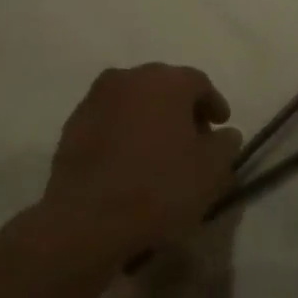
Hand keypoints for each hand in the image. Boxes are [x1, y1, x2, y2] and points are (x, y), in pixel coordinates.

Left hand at [41, 64, 240, 260]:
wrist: (87, 219)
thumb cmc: (159, 188)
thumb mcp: (211, 171)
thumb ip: (225, 145)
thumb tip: (224, 134)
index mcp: (166, 81)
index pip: (199, 83)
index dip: (213, 104)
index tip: (220, 127)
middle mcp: (129, 78)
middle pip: (163, 86)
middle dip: (181, 109)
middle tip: (193, 139)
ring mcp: (95, 99)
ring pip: (133, 101)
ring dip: (149, 118)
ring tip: (159, 151)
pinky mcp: (72, 125)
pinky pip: (109, 120)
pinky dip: (123, 132)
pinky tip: (129, 161)